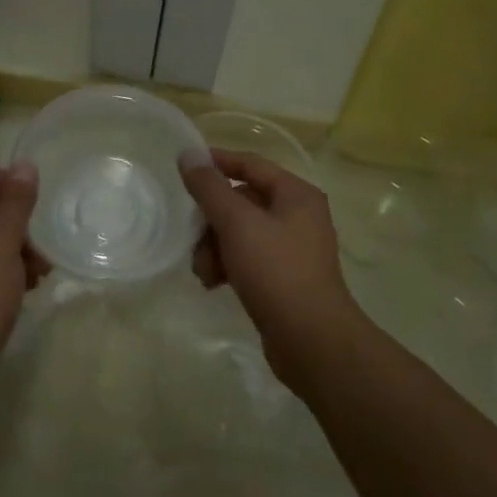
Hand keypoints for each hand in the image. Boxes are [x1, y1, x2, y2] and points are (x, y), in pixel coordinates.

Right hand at [178, 148, 357, 390]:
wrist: (312, 341)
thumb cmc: (276, 271)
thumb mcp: (237, 223)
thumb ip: (209, 187)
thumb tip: (188, 155)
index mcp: (296, 194)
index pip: (250, 164)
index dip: (216, 163)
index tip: (184, 168)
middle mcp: (298, 216)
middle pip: (241, 201)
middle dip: (212, 220)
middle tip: (193, 238)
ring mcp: (293, 249)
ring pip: (240, 233)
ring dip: (215, 247)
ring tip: (204, 272)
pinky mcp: (285, 278)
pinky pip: (248, 258)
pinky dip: (228, 266)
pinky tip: (214, 284)